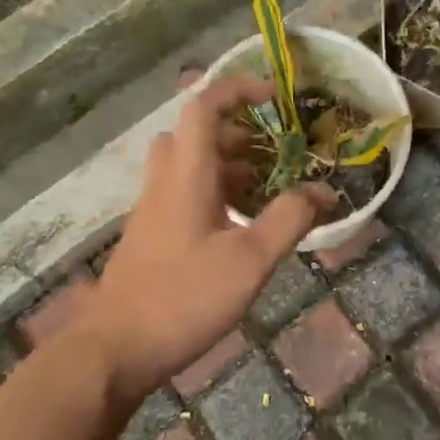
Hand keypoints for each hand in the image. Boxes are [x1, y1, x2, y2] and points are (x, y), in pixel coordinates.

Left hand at [94, 71, 330, 403]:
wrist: (114, 350)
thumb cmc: (183, 298)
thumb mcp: (250, 261)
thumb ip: (289, 220)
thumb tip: (325, 191)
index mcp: (186, 174)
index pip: (204, 106)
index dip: (238, 89)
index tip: (275, 97)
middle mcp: (165, 182)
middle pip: (194, 133)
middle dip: (237, 132)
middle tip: (272, 153)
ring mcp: (153, 208)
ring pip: (188, 164)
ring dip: (226, 164)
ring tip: (265, 190)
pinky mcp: (151, 234)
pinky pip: (183, 192)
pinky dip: (214, 192)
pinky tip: (239, 227)